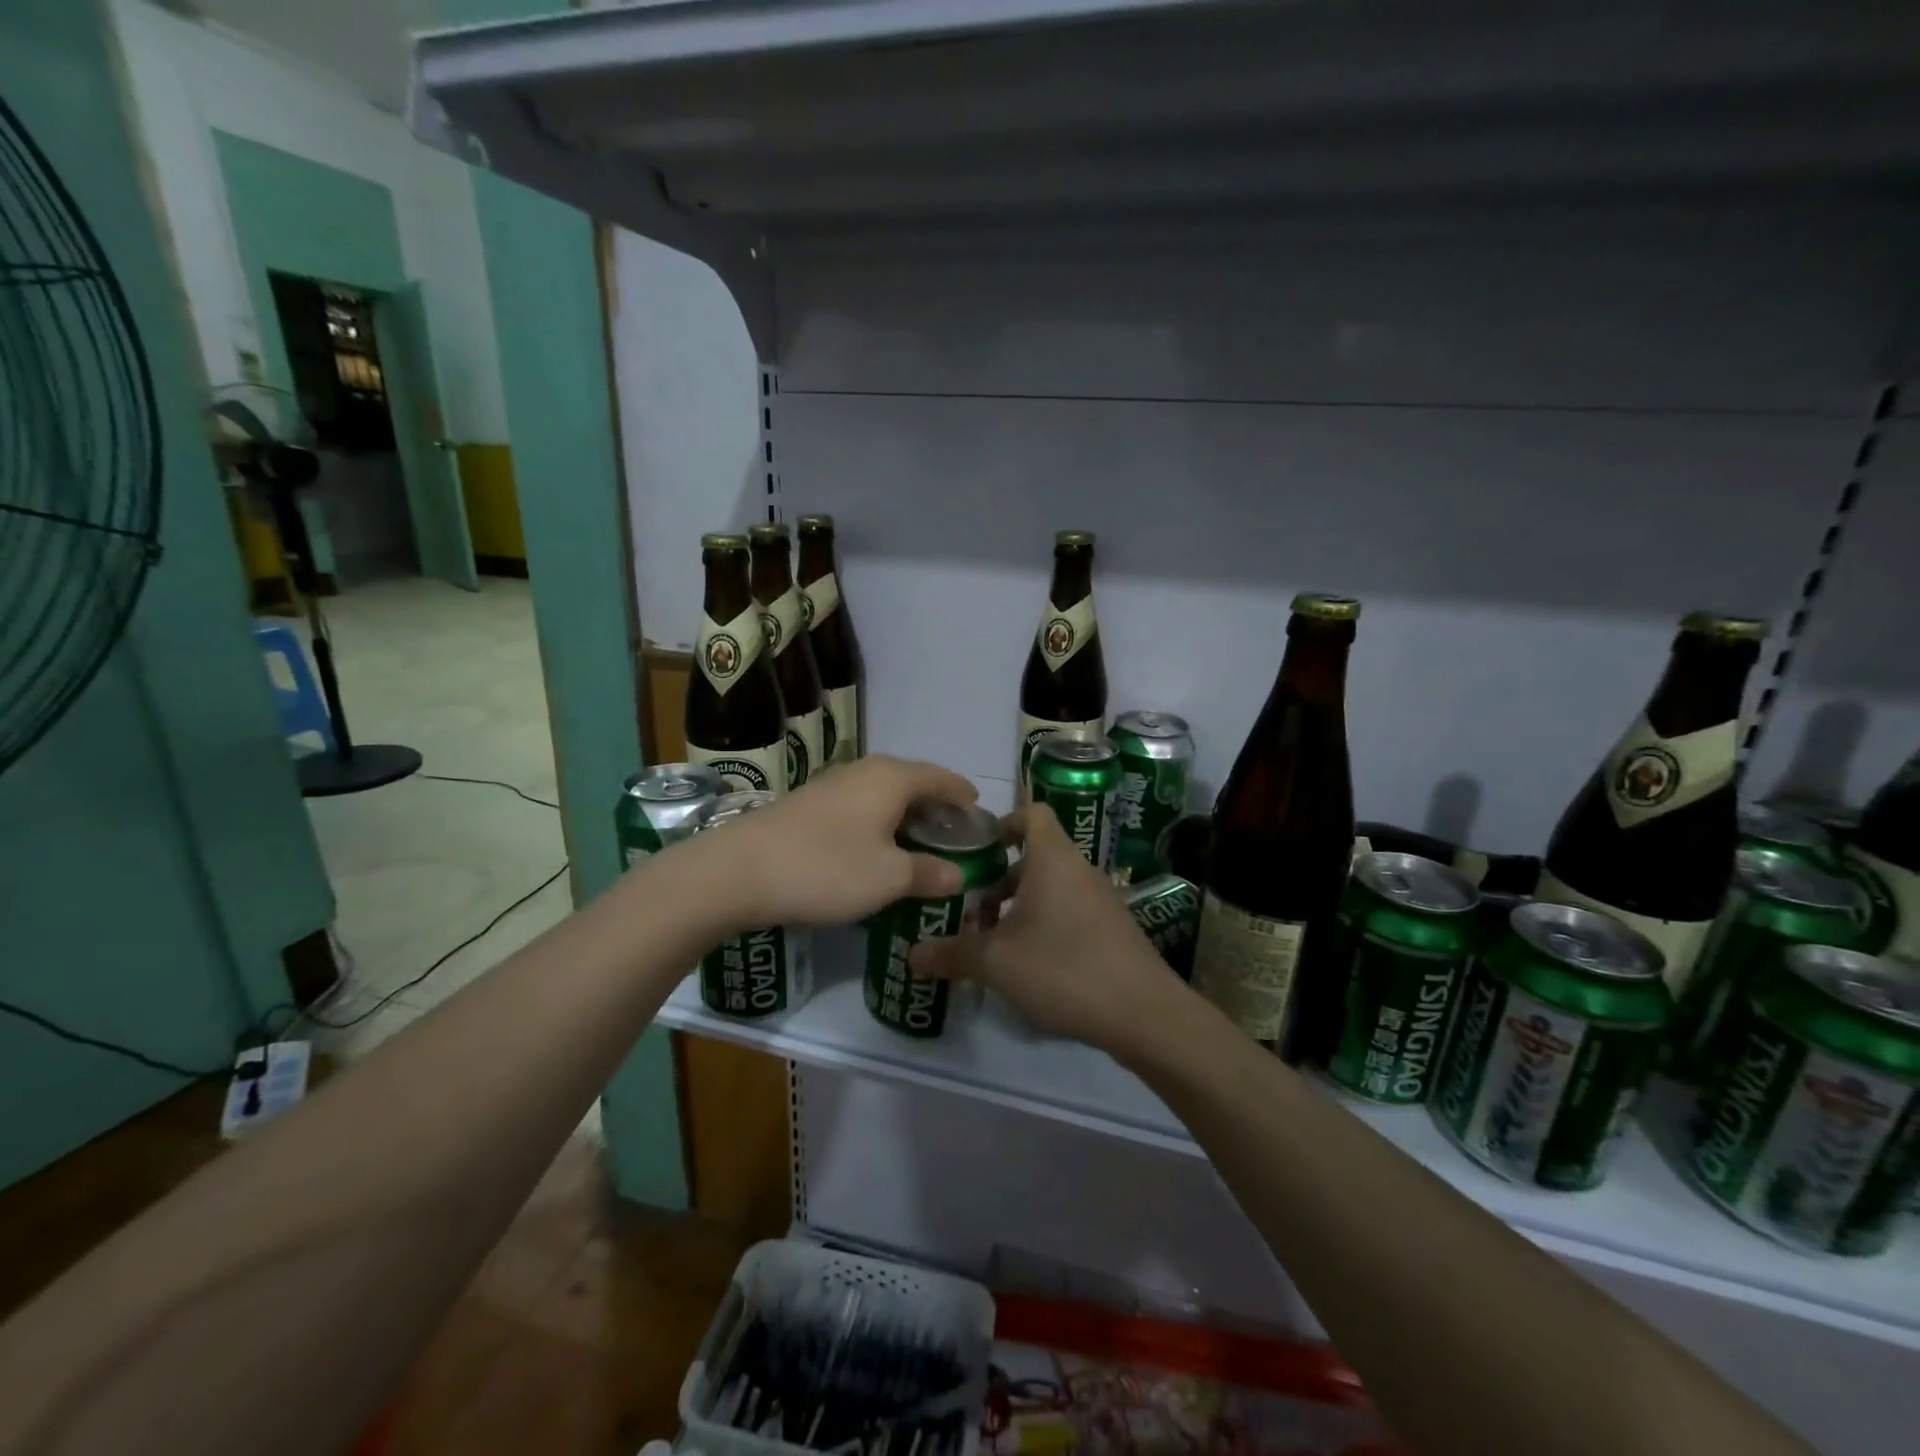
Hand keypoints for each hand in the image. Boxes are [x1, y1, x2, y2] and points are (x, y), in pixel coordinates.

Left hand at [701, 756, 979, 929]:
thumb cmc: (826, 868)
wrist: (737, 871)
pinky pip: (859, 807)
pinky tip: (875, 849)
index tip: (979, 810)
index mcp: (891, 779)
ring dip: (905, 816)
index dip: (962, 794)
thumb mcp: (888, 878)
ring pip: (883, 795)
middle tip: (953, 835)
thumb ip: (928, 873)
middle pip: (912, 782)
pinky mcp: (808, 805)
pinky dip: (878, 823)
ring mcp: (832, 785)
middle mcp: (864, 772)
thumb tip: (958, 875)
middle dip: (935, 806)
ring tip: (918, 844)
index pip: (941, 778)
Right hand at [910, 805, 1187, 1057]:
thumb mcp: (996, 963)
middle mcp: (1079, 870)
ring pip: (1051, 887)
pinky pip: (1069, 910)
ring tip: (993, 942)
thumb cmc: (1064, 969)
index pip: (1031, 813)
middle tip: (970, 911)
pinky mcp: (1112, 929)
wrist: (1144, 1014)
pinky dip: (1044, 924)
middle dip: (998, 879)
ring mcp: (1101, 899)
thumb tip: (912, 955)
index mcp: (1053, 859)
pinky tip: (1029, 965)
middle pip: (1034, 856)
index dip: (1001, 823)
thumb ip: (952, 953)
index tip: (974, 851)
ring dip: (1019, 906)